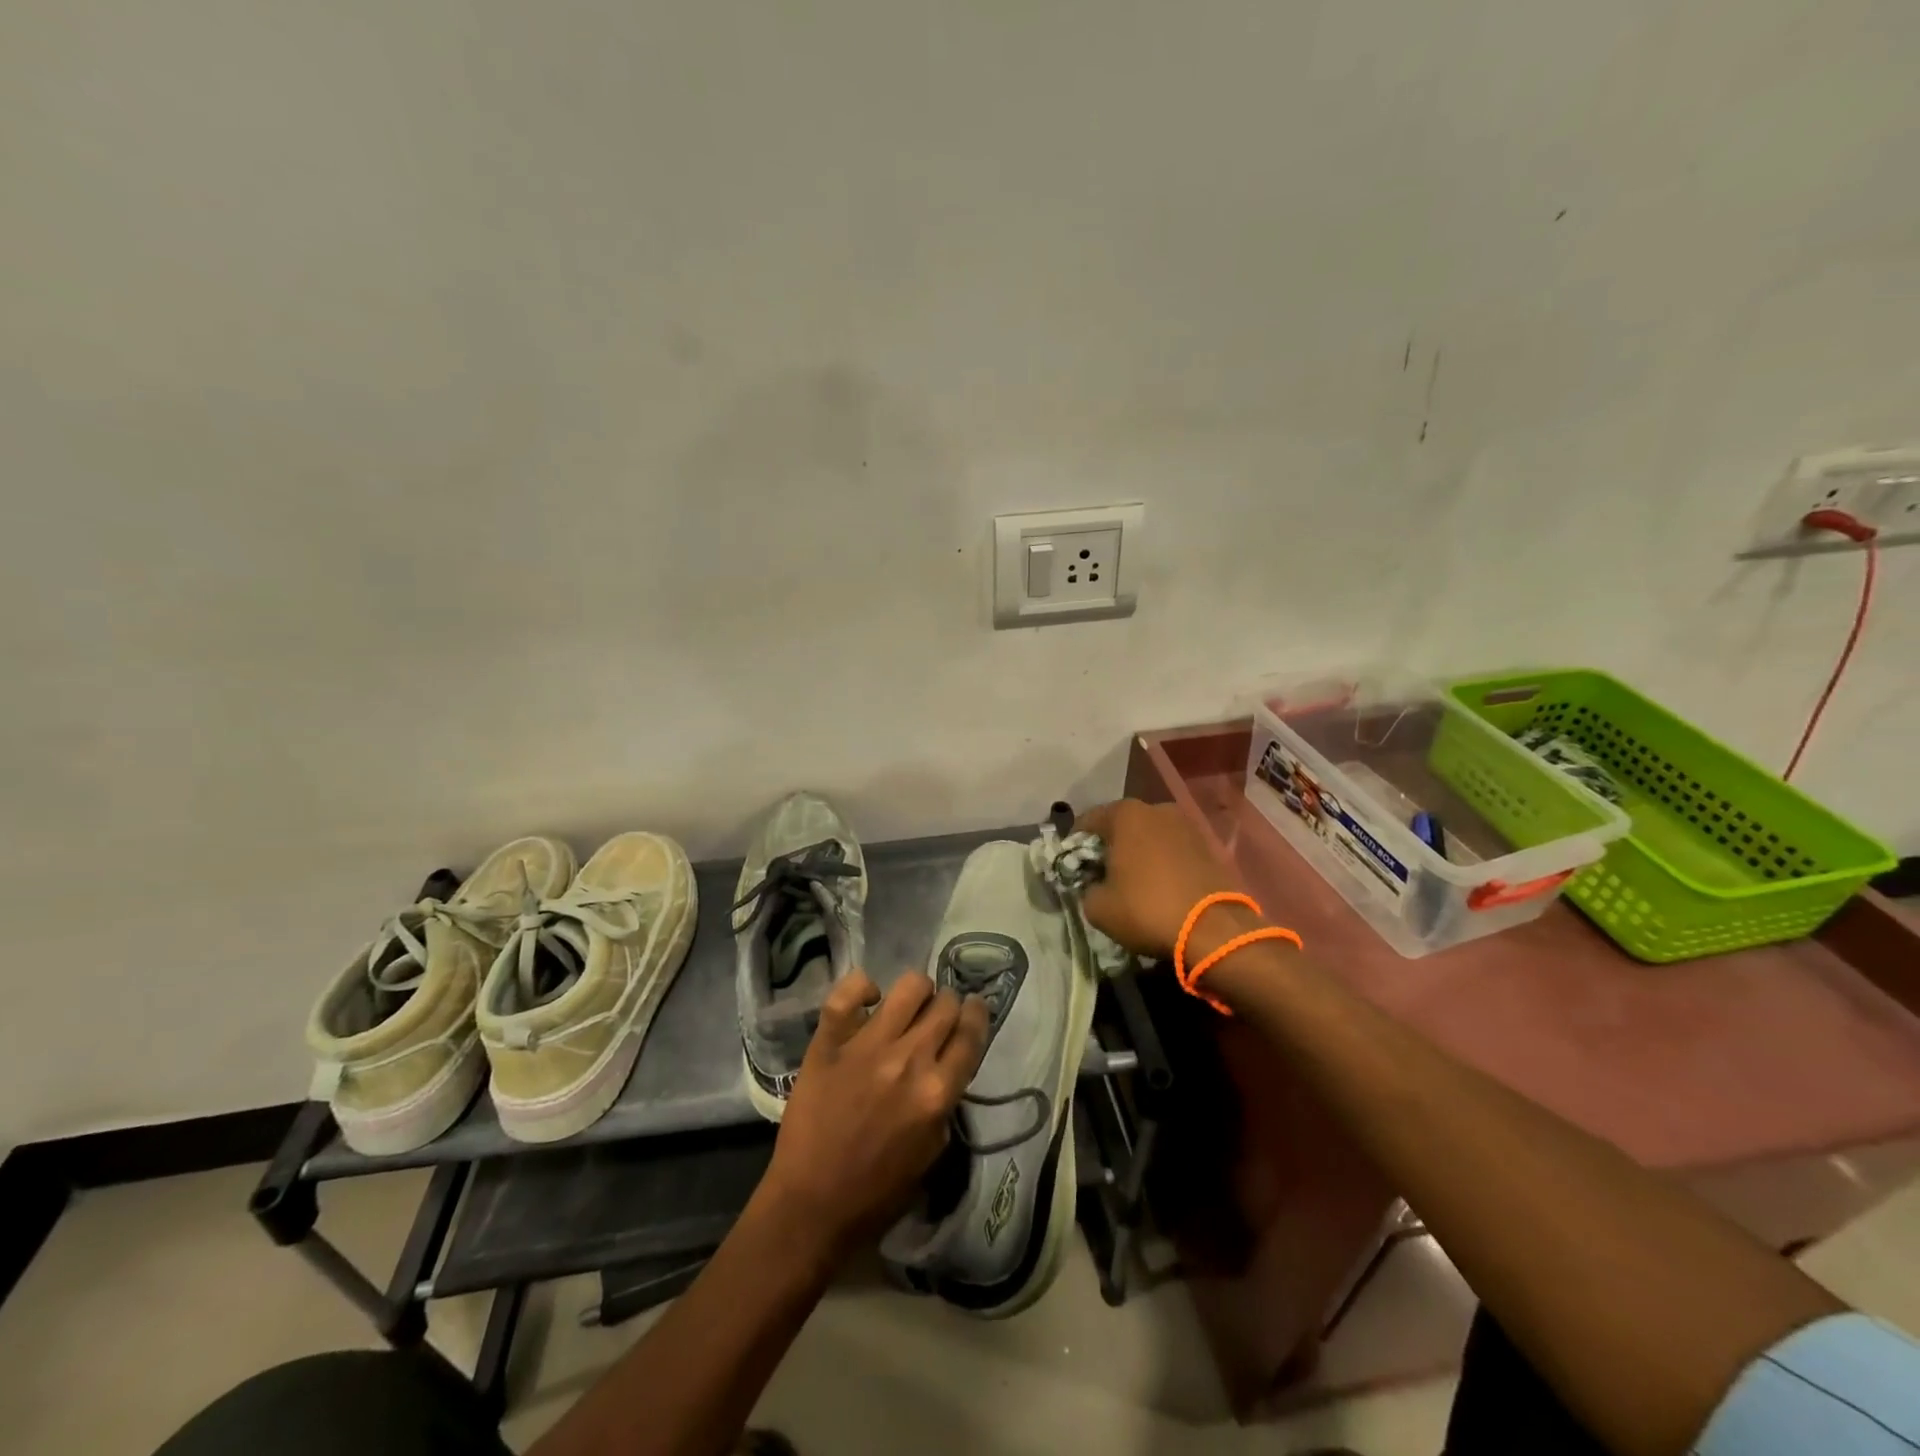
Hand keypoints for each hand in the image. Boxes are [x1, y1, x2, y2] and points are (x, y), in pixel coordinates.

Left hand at [756, 970, 989, 1267]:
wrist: (812, 1206)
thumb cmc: (878, 1192)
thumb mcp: (932, 1152)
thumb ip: (945, 1101)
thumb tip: (944, 1065)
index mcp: (937, 1093)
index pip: (971, 1033)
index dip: (977, 1015)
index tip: (973, 1009)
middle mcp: (909, 1060)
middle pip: (945, 1004)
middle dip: (947, 1005)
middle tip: (936, 1016)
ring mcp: (867, 1046)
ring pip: (909, 986)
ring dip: (917, 993)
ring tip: (907, 1006)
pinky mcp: (829, 1041)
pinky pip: (848, 991)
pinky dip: (862, 987)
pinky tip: (868, 1000)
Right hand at [1073, 799, 1254, 958]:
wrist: (1215, 930)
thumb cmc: (1146, 910)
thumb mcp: (1097, 907)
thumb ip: (1085, 888)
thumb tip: (1093, 885)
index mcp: (1125, 814)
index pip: (1086, 822)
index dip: (1074, 846)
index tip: (1072, 869)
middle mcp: (1156, 809)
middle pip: (1120, 825)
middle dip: (1109, 847)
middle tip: (1102, 875)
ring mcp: (1186, 825)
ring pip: (1149, 836)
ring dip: (1138, 854)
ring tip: (1133, 883)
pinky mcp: (1208, 845)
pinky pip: (1172, 850)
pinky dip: (1162, 863)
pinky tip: (1159, 886)